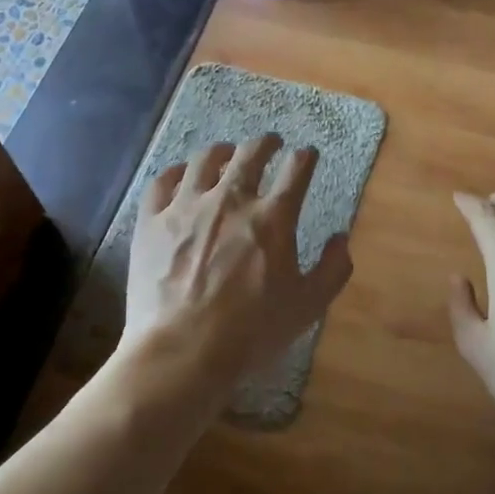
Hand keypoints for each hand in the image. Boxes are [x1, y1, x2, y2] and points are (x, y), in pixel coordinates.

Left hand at [118, 134, 352, 397]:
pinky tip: (182, 175)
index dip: (306, 157)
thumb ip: (333, 269)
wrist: (182, 351)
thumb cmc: (251, 333)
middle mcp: (231, 199)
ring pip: (206, 159)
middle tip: (271, 142)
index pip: (296, 170)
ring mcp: (187, 206)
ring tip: (227, 153)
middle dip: (266, 143)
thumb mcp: (308, 307)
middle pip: (251, 153)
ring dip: (223, 151)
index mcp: (273, 218)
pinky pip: (163, 181)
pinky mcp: (152, 221)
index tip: (308, 155)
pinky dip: (177, 172)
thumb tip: (341, 238)